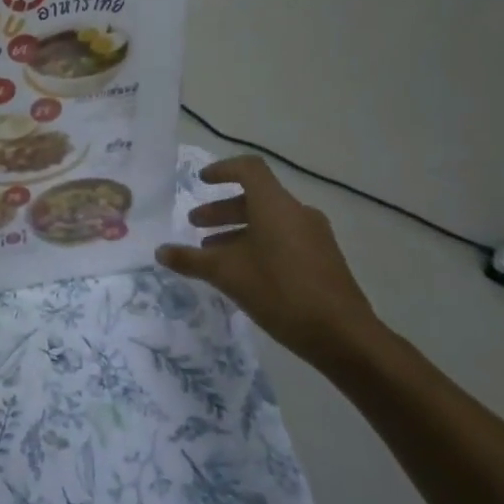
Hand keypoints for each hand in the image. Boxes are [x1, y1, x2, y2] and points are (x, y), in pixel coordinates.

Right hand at [156, 156, 383, 368]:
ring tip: (214, 253)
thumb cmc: (280, 292)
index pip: (248, 169)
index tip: (201, 181)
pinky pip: (284, 238)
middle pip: (256, 198)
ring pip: (269, 221)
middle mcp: (297, 212)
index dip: (222, 170)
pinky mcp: (323, 258)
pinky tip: (244, 272)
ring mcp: (315, 235)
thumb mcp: (227, 275)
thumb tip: (160, 251)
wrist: (343, 335)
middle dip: (222, 209)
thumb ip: (191, 260)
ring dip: (238, 230)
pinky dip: (259, 244)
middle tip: (196, 224)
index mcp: (275, 205)